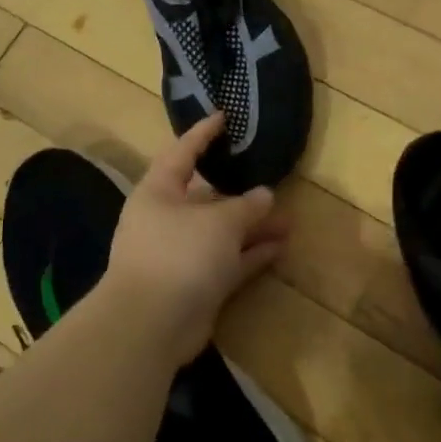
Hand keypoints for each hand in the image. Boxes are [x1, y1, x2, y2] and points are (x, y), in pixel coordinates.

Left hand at [100, 114, 289, 363]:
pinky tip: (279, 247)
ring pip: (222, 233)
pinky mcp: (195, 284)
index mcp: (159, 192)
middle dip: (241, 192)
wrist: (151, 324)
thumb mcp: (219, 222)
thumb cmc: (179, 254)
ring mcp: (181, 254)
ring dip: (253, 227)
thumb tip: (266, 195)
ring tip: (289, 219)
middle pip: (207, 197)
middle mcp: (167, 220)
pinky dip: (250, 255)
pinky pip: (227, 262)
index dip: (203, 134)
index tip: (224, 117)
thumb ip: (247, 206)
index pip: (183, 153)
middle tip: (272, 177)